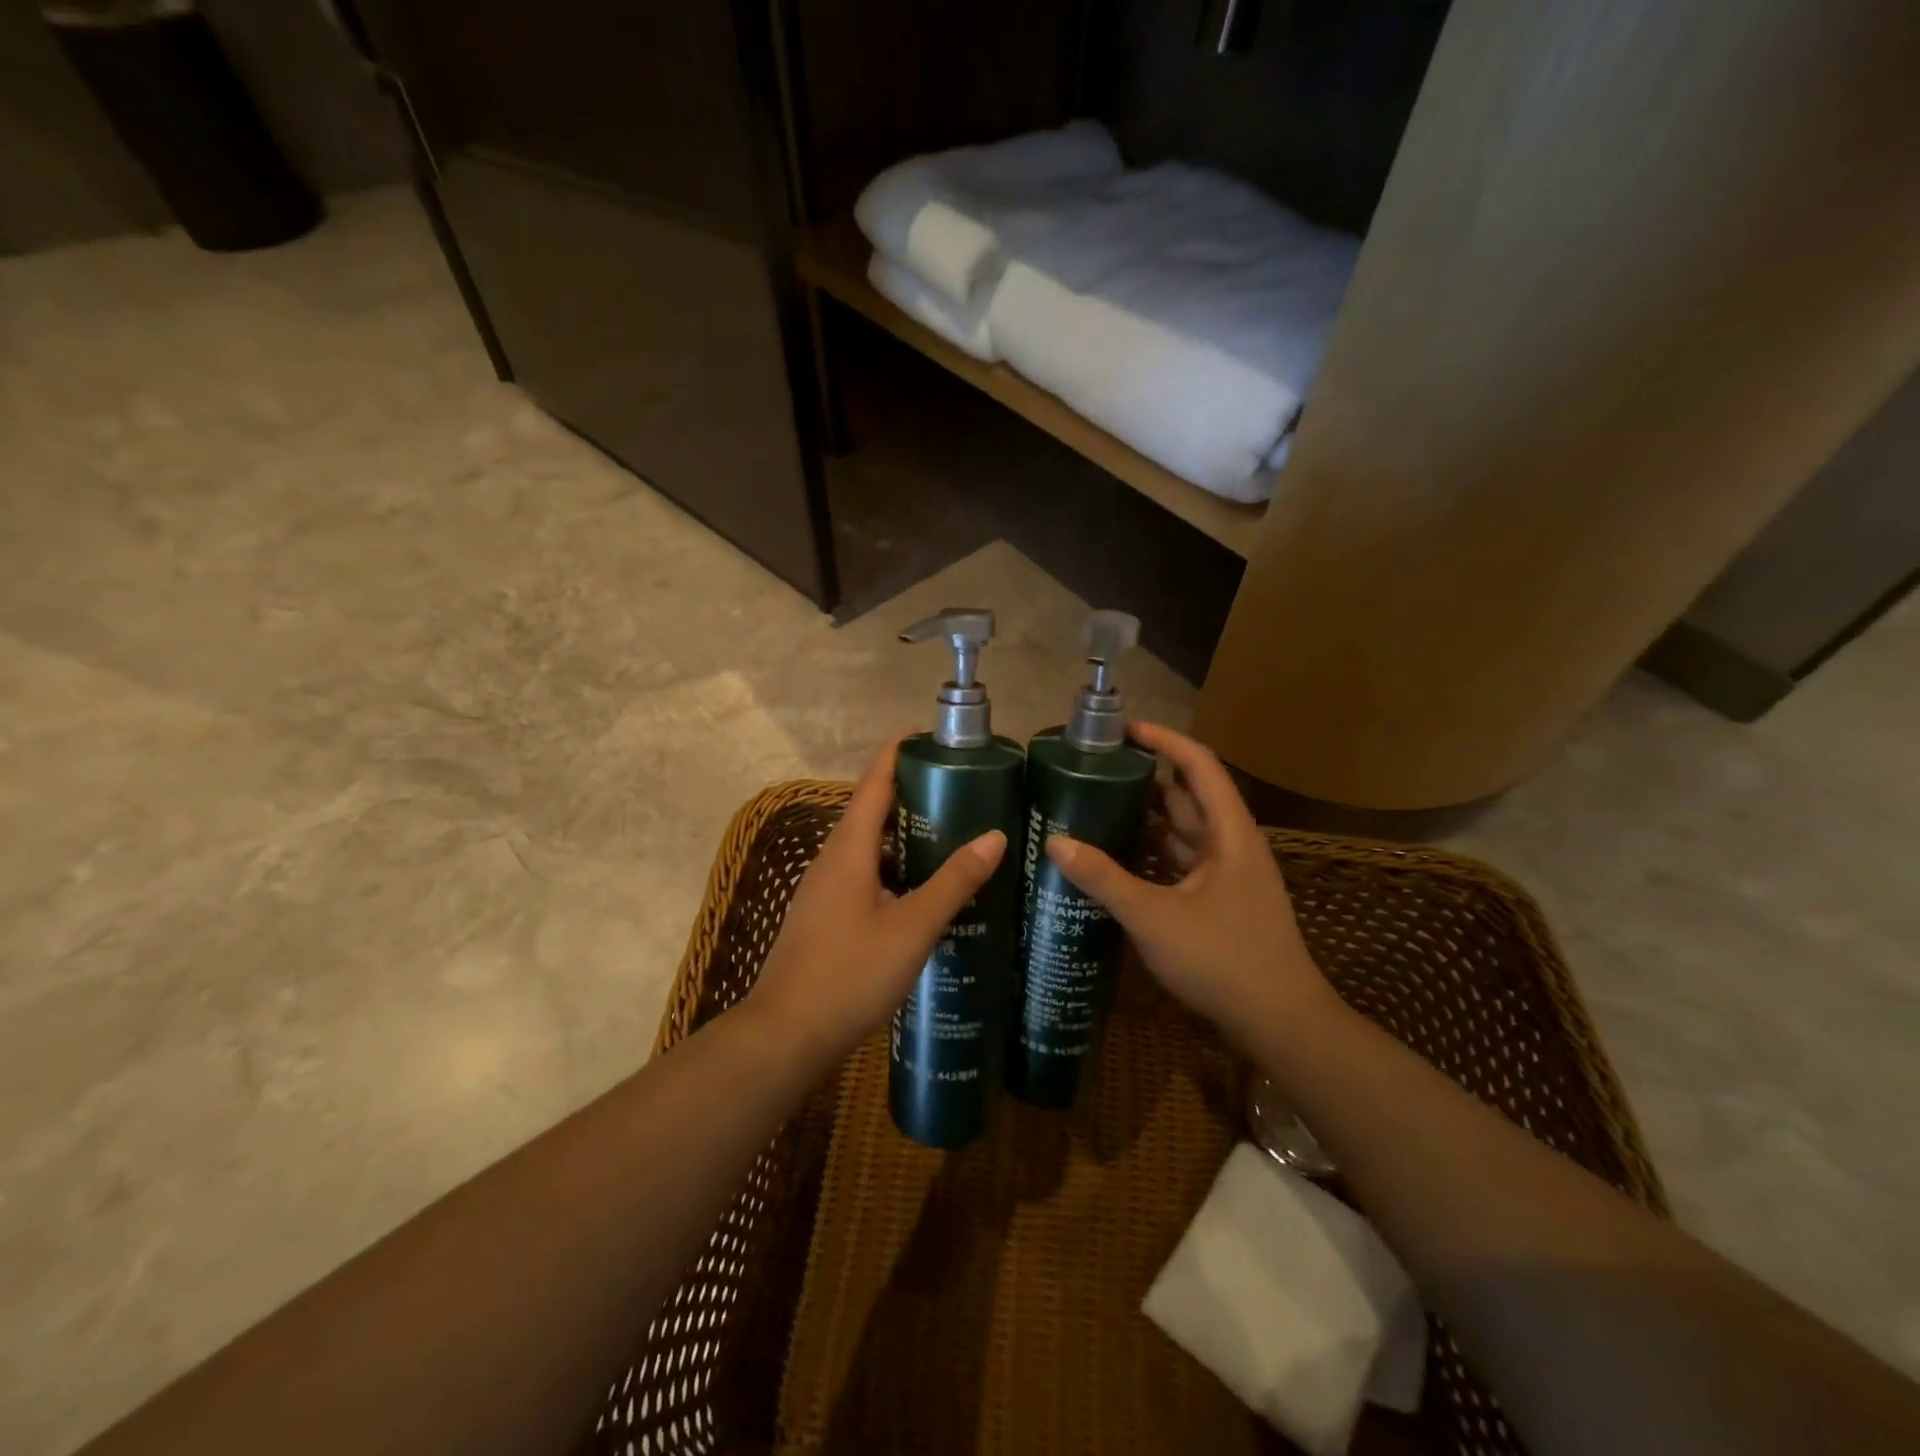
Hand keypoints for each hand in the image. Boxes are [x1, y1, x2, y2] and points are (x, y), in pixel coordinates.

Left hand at [742, 739, 1006, 1065]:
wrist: (786, 1035)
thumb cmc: (849, 974)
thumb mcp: (912, 927)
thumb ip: (953, 881)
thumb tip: (994, 836)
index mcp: (849, 849)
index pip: (875, 781)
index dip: (898, 751)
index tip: (930, 733)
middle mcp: (832, 860)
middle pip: (872, 810)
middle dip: (912, 793)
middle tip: (961, 789)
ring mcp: (825, 890)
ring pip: (869, 847)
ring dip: (905, 836)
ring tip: (952, 837)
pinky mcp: (826, 917)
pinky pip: (865, 876)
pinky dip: (895, 870)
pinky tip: (923, 893)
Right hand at [1045, 722, 1337, 1045]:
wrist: (1280, 1022)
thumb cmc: (1223, 958)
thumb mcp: (1154, 916)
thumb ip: (1104, 878)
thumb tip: (1056, 841)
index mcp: (1229, 832)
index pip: (1198, 765)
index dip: (1164, 740)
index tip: (1124, 730)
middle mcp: (1232, 845)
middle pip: (1187, 797)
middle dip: (1144, 783)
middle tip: (1094, 776)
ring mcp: (1228, 875)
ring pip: (1183, 834)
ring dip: (1146, 822)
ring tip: (1095, 813)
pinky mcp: (1221, 902)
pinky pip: (1181, 865)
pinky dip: (1152, 857)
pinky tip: (1117, 863)